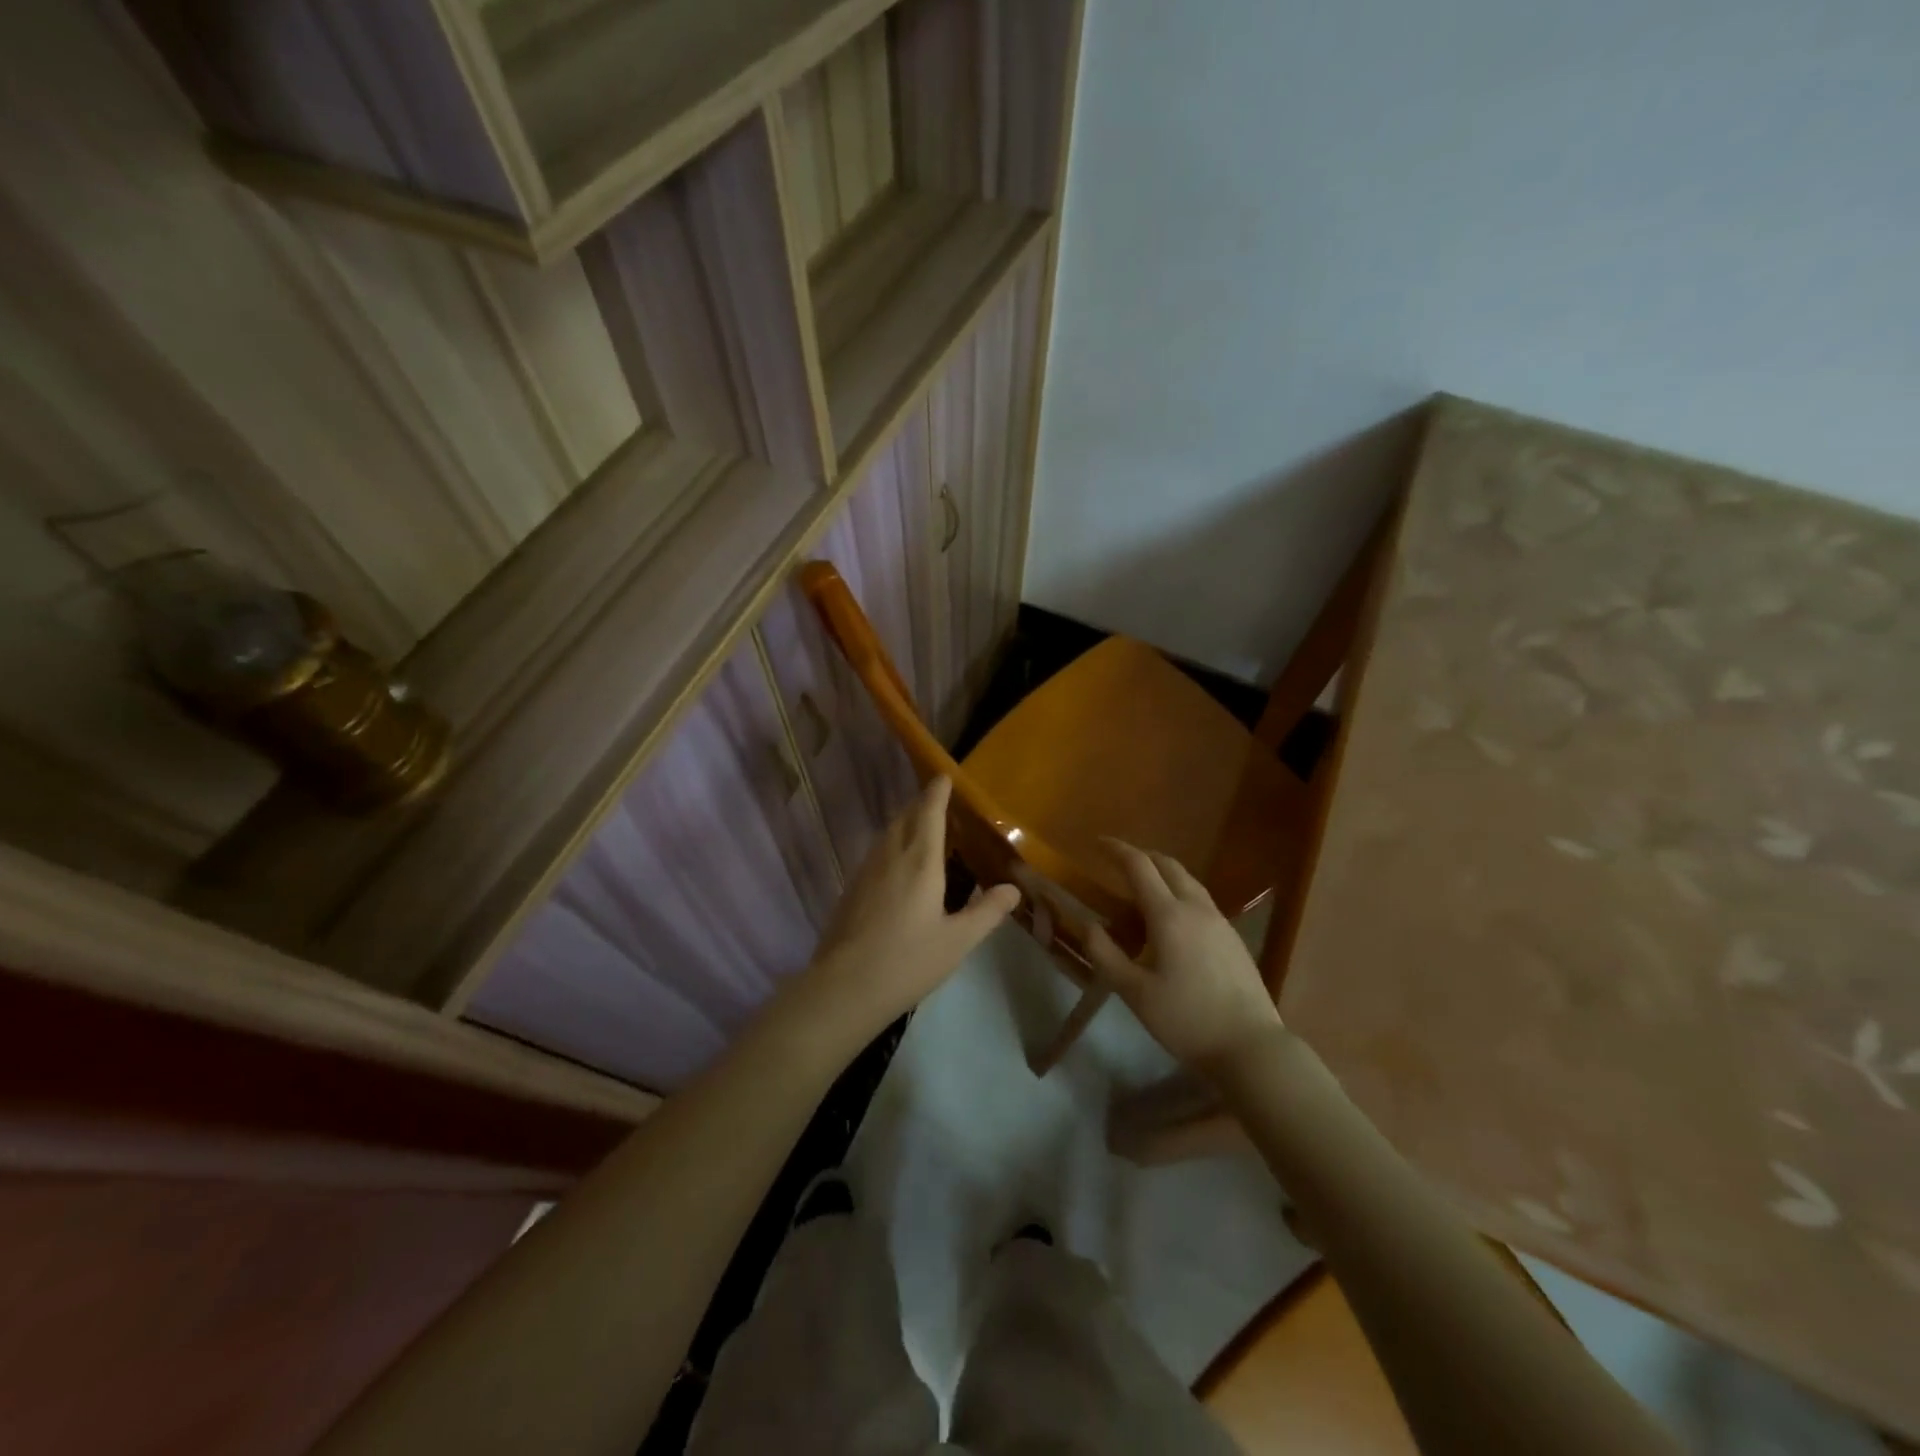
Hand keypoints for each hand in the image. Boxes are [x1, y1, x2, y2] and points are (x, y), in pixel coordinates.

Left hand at [790, 777, 1020, 1040]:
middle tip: (938, 800)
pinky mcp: (851, 889)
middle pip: (905, 818)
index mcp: (920, 862)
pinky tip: (897, 862)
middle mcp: (891, 856)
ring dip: (904, 821)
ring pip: (887, 833)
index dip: (937, 793)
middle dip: (921, 804)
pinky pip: (876, 852)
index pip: (929, 814)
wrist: (844, 988)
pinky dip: (891, 843)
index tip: (944, 777)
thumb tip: (1013, 888)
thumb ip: (986, 912)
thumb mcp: (957, 941)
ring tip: (921, 826)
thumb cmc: (908, 962)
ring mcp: (866, 871)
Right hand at [1086, 840, 1284, 1076]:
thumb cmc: (1186, 1019)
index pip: (1139, 866)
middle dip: (1141, 856)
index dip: (1116, 850)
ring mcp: (1219, 920)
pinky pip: (1200, 898)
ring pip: (1188, 880)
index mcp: (1169, 915)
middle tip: (1117, 861)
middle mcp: (1196, 907)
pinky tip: (1171, 916)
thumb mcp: (1134, 992)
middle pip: (1168, 865)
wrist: (1250, 1045)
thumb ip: (1105, 954)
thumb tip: (1087, 924)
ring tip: (1142, 884)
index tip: (1097, 843)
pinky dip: (1178, 890)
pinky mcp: (1232, 936)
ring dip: (1162, 872)